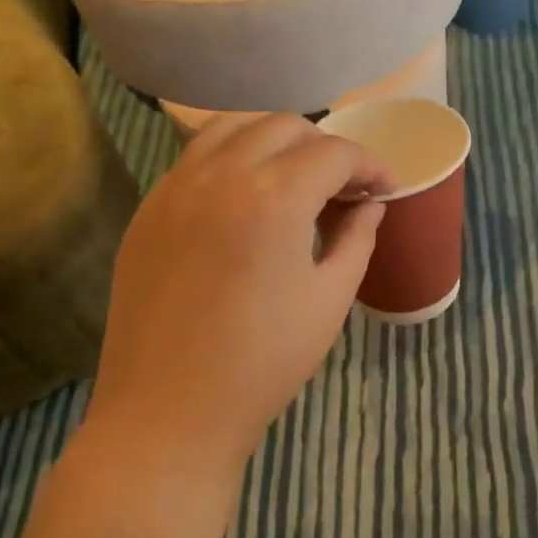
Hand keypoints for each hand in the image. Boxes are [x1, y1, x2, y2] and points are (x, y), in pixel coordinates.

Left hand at [86, 114, 391, 474]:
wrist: (169, 410)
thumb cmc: (263, 363)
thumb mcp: (328, 300)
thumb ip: (356, 239)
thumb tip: (369, 206)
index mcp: (274, 197)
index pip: (334, 153)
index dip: (370, 165)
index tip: (387, 189)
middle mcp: (221, 174)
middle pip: (284, 126)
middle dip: (326, 148)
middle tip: (345, 188)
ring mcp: (176, 187)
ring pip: (232, 128)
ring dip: (275, 142)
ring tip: (295, 179)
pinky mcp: (149, 209)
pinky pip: (196, 158)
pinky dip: (232, 158)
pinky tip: (245, 198)